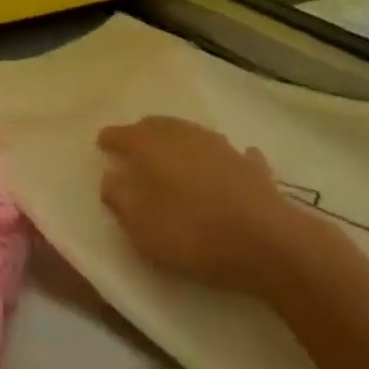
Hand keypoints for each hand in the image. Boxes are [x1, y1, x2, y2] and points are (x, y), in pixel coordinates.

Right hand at [98, 115, 297, 294]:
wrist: (267, 242)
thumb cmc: (192, 233)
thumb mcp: (141, 225)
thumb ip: (119, 198)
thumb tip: (110, 177)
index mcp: (150, 146)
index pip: (122, 134)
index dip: (110, 138)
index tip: (101, 143)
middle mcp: (183, 135)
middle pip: (157, 126)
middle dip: (142, 133)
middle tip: (134, 144)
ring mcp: (221, 147)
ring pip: (192, 134)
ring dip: (179, 141)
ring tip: (173, 154)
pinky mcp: (252, 166)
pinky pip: (231, 156)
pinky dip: (221, 159)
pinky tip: (225, 166)